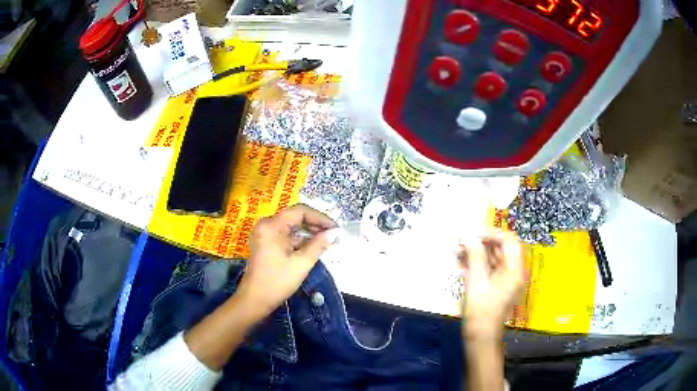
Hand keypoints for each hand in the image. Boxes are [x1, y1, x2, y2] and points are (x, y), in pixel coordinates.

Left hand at [237, 204, 336, 315]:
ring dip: (309, 233)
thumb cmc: (277, 282)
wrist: (254, 300)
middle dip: (315, 225)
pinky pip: (286, 236)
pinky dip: (300, 241)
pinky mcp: (266, 243)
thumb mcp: (301, 263)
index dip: (320, 217)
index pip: (300, 211)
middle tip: (333, 235)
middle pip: (295, 217)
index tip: (335, 228)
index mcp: (272, 226)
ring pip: (291, 227)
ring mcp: (265, 234)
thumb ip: (318, 245)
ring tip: (327, 242)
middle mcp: (267, 225)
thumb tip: (334, 233)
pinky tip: (314, 248)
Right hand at [459, 232, 524, 338]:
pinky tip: (461, 264)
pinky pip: (488, 269)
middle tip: (462, 242)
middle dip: (481, 244)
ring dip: (476, 254)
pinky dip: (476, 265)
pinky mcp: (497, 286)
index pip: (509, 241)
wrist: (480, 336)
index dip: (493, 234)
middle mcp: (513, 272)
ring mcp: (505, 280)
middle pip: (500, 249)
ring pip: (492, 259)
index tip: (474, 235)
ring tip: (457, 252)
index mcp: (514, 269)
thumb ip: (474, 256)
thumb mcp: (476, 280)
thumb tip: (468, 236)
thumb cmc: (480, 310)